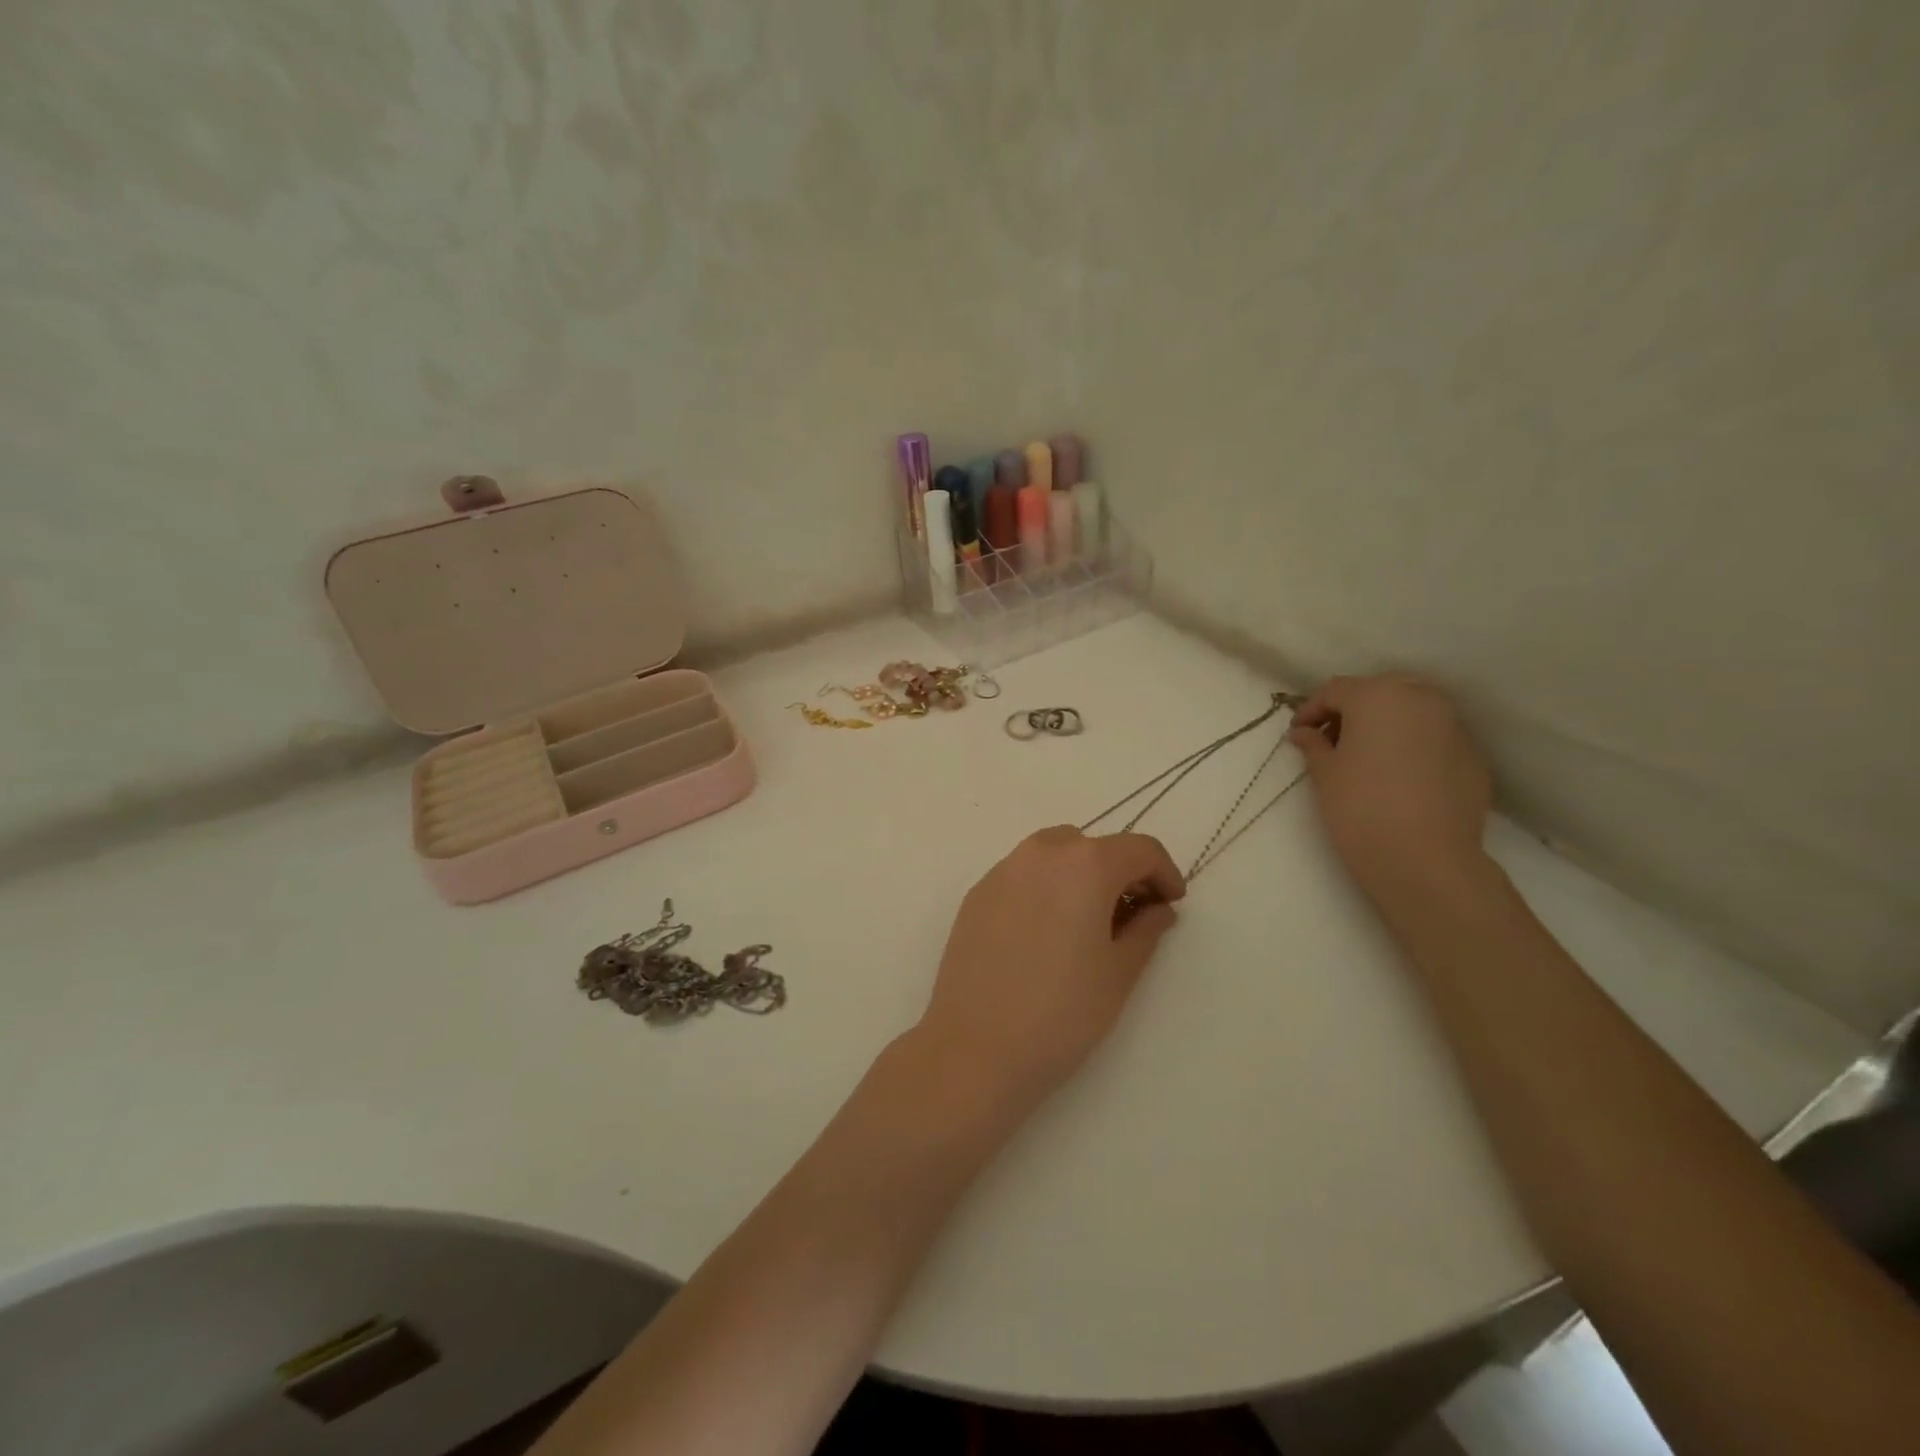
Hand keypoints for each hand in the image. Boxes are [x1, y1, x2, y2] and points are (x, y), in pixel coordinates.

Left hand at [914, 828, 1185, 1108]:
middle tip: (1131, 917)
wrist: (974, 1047)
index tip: (1171, 904)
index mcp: (1084, 864)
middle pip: (1094, 846)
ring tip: (1086, 924)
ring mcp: (1002, 870)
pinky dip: (1045, 888)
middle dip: (1120, 873)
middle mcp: (1041, 853)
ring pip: (1054, 854)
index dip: (1165, 873)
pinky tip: (1045, 934)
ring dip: (1080, 875)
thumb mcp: (1119, 973)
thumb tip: (1157, 908)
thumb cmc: (1061, 1012)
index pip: (1140, 849)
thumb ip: (1146, 929)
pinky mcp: (976, 893)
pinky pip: (1023, 875)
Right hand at [1287, 675, 1491, 901]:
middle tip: (1331, 740)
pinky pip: (1434, 739)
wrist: (1425, 859)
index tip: (1297, 734)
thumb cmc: (1360, 807)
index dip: (1311, 710)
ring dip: (1385, 725)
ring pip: (1411, 712)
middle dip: (1352, 710)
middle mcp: (1421, 700)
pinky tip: (1398, 777)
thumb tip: (1305, 733)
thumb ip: (1314, 745)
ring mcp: (1453, 726)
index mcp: (1378, 696)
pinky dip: (1412, 746)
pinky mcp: (1472, 756)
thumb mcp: (1324, 774)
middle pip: (1378, 692)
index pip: (1335, 690)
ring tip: (1366, 757)